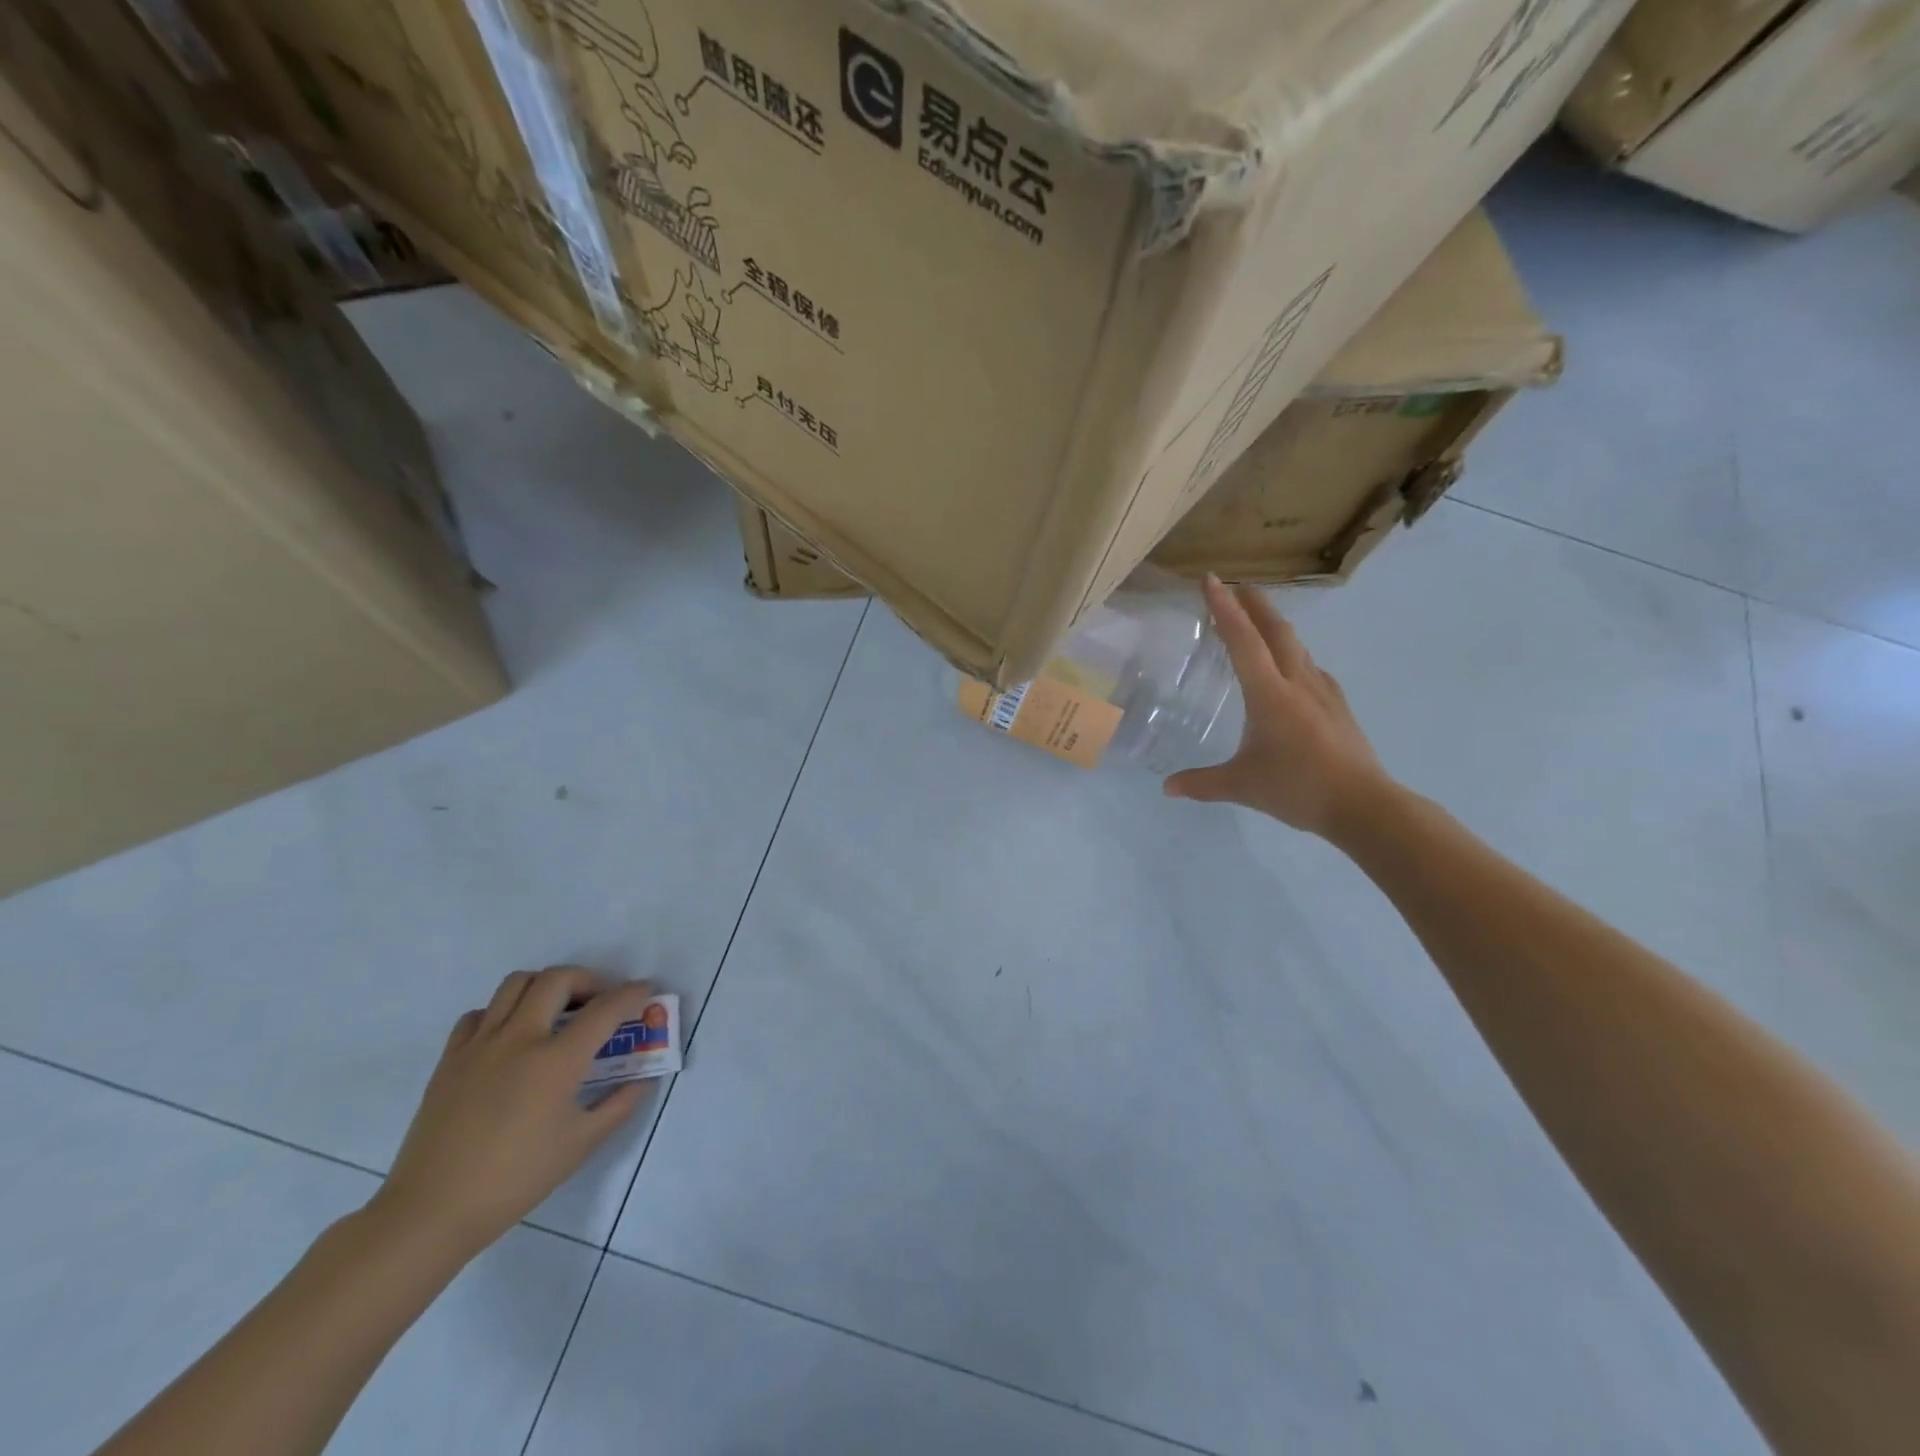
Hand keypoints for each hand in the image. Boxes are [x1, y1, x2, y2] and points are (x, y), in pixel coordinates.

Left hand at [370, 968, 659, 1260]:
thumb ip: (619, 1105)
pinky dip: (502, 1012)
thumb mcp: (581, 1145)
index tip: (645, 991)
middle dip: (589, 979)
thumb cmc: (515, 1180)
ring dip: (545, 986)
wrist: (431, 1212)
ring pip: (515, 984)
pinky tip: (511, 1036)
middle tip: (601, 1000)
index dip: (632, 994)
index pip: (605, 1009)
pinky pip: (479, 1014)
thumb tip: (643, 1080)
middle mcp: (519, 1039)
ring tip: (557, 1010)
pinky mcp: (450, 1059)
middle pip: (558, 979)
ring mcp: (480, 1045)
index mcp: (556, 1061)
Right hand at [1163, 576, 1389, 836]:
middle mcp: (1296, 683)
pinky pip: (1312, 667)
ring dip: (1276, 626)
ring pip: (1297, 646)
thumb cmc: (1297, 788)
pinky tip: (1294, 667)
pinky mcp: (1338, 706)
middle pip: (1276, 631)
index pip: (1242, 641)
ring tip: (1260, 620)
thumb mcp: (1241, 786)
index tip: (1211, 580)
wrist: (1363, 805)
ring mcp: (1322, 692)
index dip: (1224, 609)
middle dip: (1254, 605)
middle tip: (1237, 587)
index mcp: (1269, 694)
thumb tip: (1167, 788)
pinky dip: (1295, 655)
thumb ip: (1202, 783)